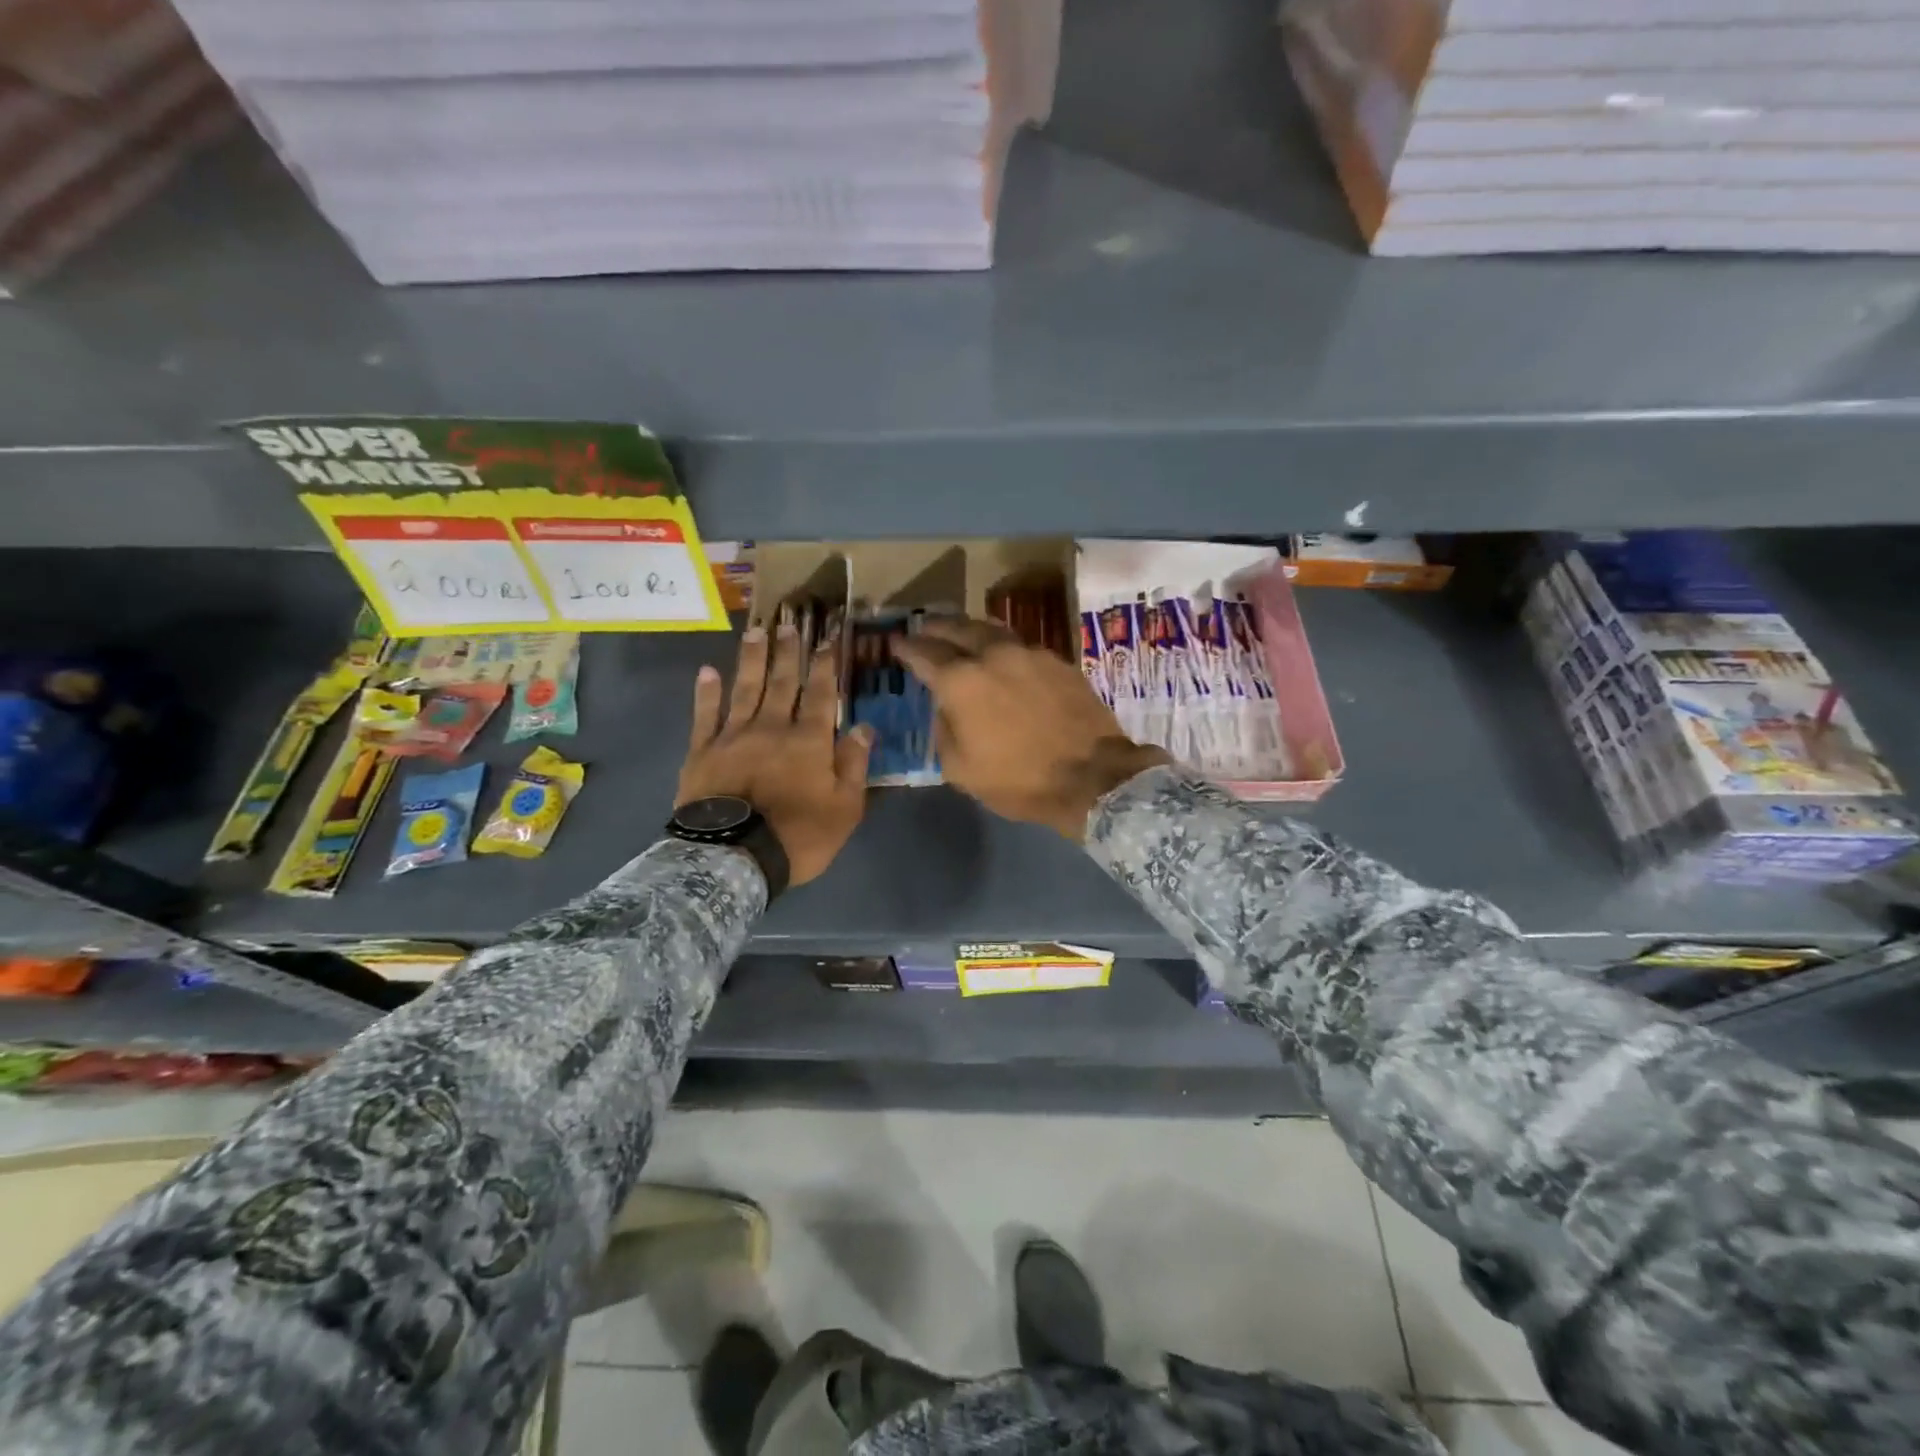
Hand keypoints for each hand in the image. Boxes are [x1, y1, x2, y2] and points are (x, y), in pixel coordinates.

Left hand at [678, 624, 872, 886]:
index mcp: (809, 741)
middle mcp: (772, 727)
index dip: (826, 663)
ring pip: (745, 688)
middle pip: (782, 682)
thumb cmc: (799, 836)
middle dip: (788, 651)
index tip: (828, 636)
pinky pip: (705, 715)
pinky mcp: (702, 751)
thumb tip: (864, 727)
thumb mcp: (845, 808)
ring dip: (752, 658)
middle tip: (790, 621)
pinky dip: (706, 692)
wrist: (733, 857)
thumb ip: (854, 765)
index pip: (822, 693)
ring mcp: (733, 736)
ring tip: (756, 631)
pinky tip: (708, 671)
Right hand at [892, 618, 1170, 840]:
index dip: (906, 647)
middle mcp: (993, 655)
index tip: (895, 642)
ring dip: (970, 629)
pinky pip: (1020, 645)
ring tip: (961, 632)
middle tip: (924, 627)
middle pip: (958, 628)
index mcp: (961, 681)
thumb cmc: (1020, 780)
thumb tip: (946, 709)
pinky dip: (1002, 646)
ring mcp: (1029, 653)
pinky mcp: (1058, 661)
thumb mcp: (961, 770)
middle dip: (936, 626)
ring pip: (992, 629)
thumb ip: (944, 731)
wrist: (1093, 777)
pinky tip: (1003, 657)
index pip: (924, 653)